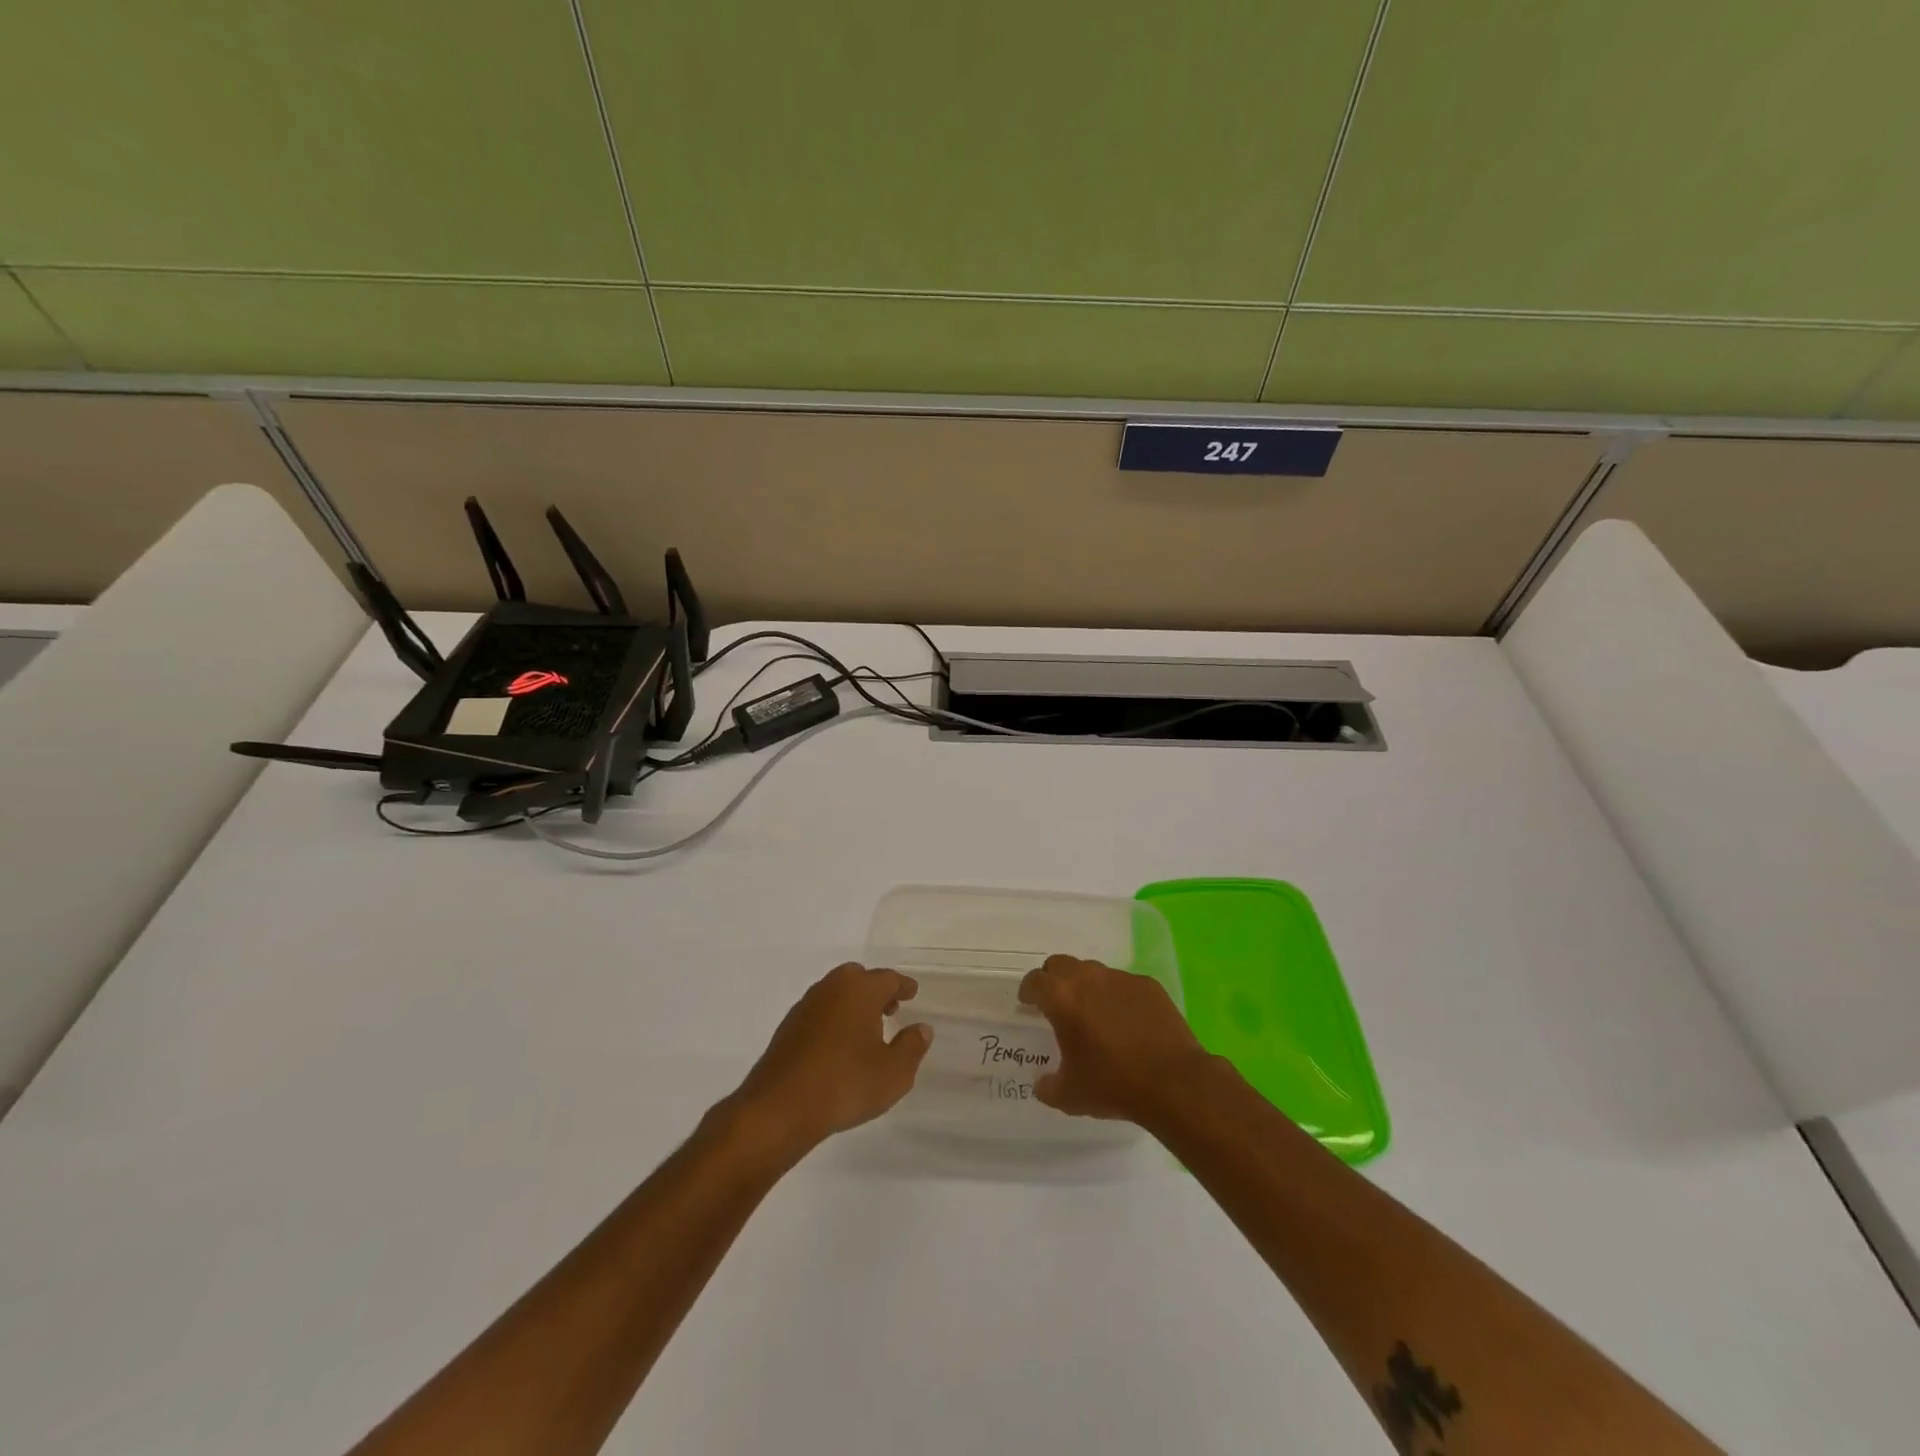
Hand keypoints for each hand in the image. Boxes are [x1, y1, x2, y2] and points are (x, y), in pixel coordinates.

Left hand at [727, 963, 933, 1156]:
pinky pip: (819, 1012)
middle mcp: (831, 988)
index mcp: (860, 990)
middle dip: (875, 990)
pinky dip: (833, 1019)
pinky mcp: (787, 1028)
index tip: (912, 993)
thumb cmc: (844, 1084)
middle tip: (889, 1009)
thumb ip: (912, 1047)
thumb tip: (922, 1028)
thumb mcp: (893, 1073)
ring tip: (865, 1030)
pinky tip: (838, 1046)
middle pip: (857, 977)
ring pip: (835, 993)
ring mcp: (805, 1006)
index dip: (902, 986)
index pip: (888, 979)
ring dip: (852, 1004)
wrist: (779, 1108)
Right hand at [1018, 954, 1214, 1122]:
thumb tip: (1041, 1083)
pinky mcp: (1148, 985)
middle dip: (1053, 980)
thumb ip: (1047, 1086)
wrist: (1174, 1082)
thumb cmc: (1113, 1085)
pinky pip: (1123, 983)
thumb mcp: (1070, 1096)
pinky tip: (1127, 1021)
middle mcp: (1088, 978)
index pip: (1035, 981)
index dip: (1028, 991)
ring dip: (1086, 986)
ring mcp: (1121, 978)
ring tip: (1093, 1014)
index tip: (1028, 1003)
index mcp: (1062, 998)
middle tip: (1057, 1004)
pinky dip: (1117, 996)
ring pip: (1093, 971)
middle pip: (1060, 964)